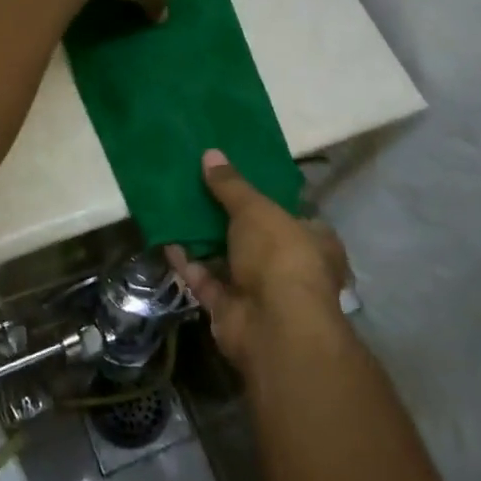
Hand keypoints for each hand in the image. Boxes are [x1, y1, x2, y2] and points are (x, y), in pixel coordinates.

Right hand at [168, 150, 349, 374]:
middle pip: (255, 236)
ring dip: (204, 240)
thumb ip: (231, 185)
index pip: (291, 214)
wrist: (273, 326)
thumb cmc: (279, 255)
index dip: (266, 197)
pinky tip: (167, 240)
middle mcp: (290, 266)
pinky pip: (207, 280)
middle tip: (199, 189)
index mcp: (313, 240)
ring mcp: (261, 292)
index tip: (237, 180)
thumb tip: (210, 154)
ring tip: (178, 208)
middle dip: (227, 218)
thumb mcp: (256, 209)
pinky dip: (189, 263)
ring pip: (228, 259)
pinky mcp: (232, 310)